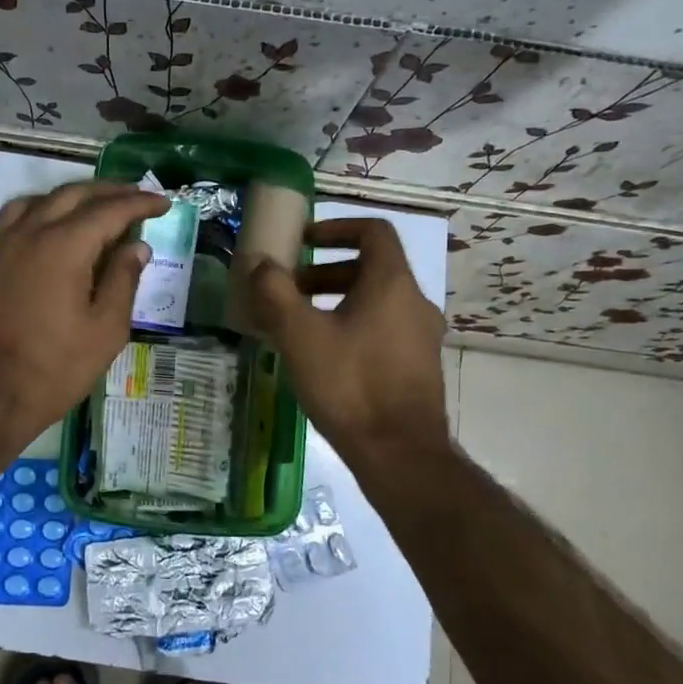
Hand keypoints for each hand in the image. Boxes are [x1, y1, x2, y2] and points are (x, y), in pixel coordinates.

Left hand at [0, 180, 168, 453]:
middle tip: (137, 195)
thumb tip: (137, 247)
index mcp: (65, 246)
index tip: (164, 202)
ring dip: (74, 195)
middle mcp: (32, 232)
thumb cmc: (54, 368)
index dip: (140, 203)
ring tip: (97, 204)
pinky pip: (17, 215)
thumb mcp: (105, 330)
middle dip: (110, 191)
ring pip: (42, 199)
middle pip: (74, 195)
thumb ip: (123, 281)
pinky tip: (52, 223)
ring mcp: (4, 244)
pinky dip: (42, 208)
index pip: (110, 210)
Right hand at [247, 218, 450, 465]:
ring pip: (376, 302)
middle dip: (325, 272)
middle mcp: (415, 303)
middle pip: (371, 268)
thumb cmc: (350, 385)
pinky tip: (322, 359)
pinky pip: (382, 330)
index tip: (304, 242)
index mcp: (392, 284)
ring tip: (298, 326)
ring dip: (336, 302)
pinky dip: (352, 328)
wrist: (401, 455)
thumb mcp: (300, 335)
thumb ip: (275, 292)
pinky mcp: (418, 368)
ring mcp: (421, 338)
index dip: (336, 228)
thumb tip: (261, 263)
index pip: (373, 231)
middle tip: (289, 290)